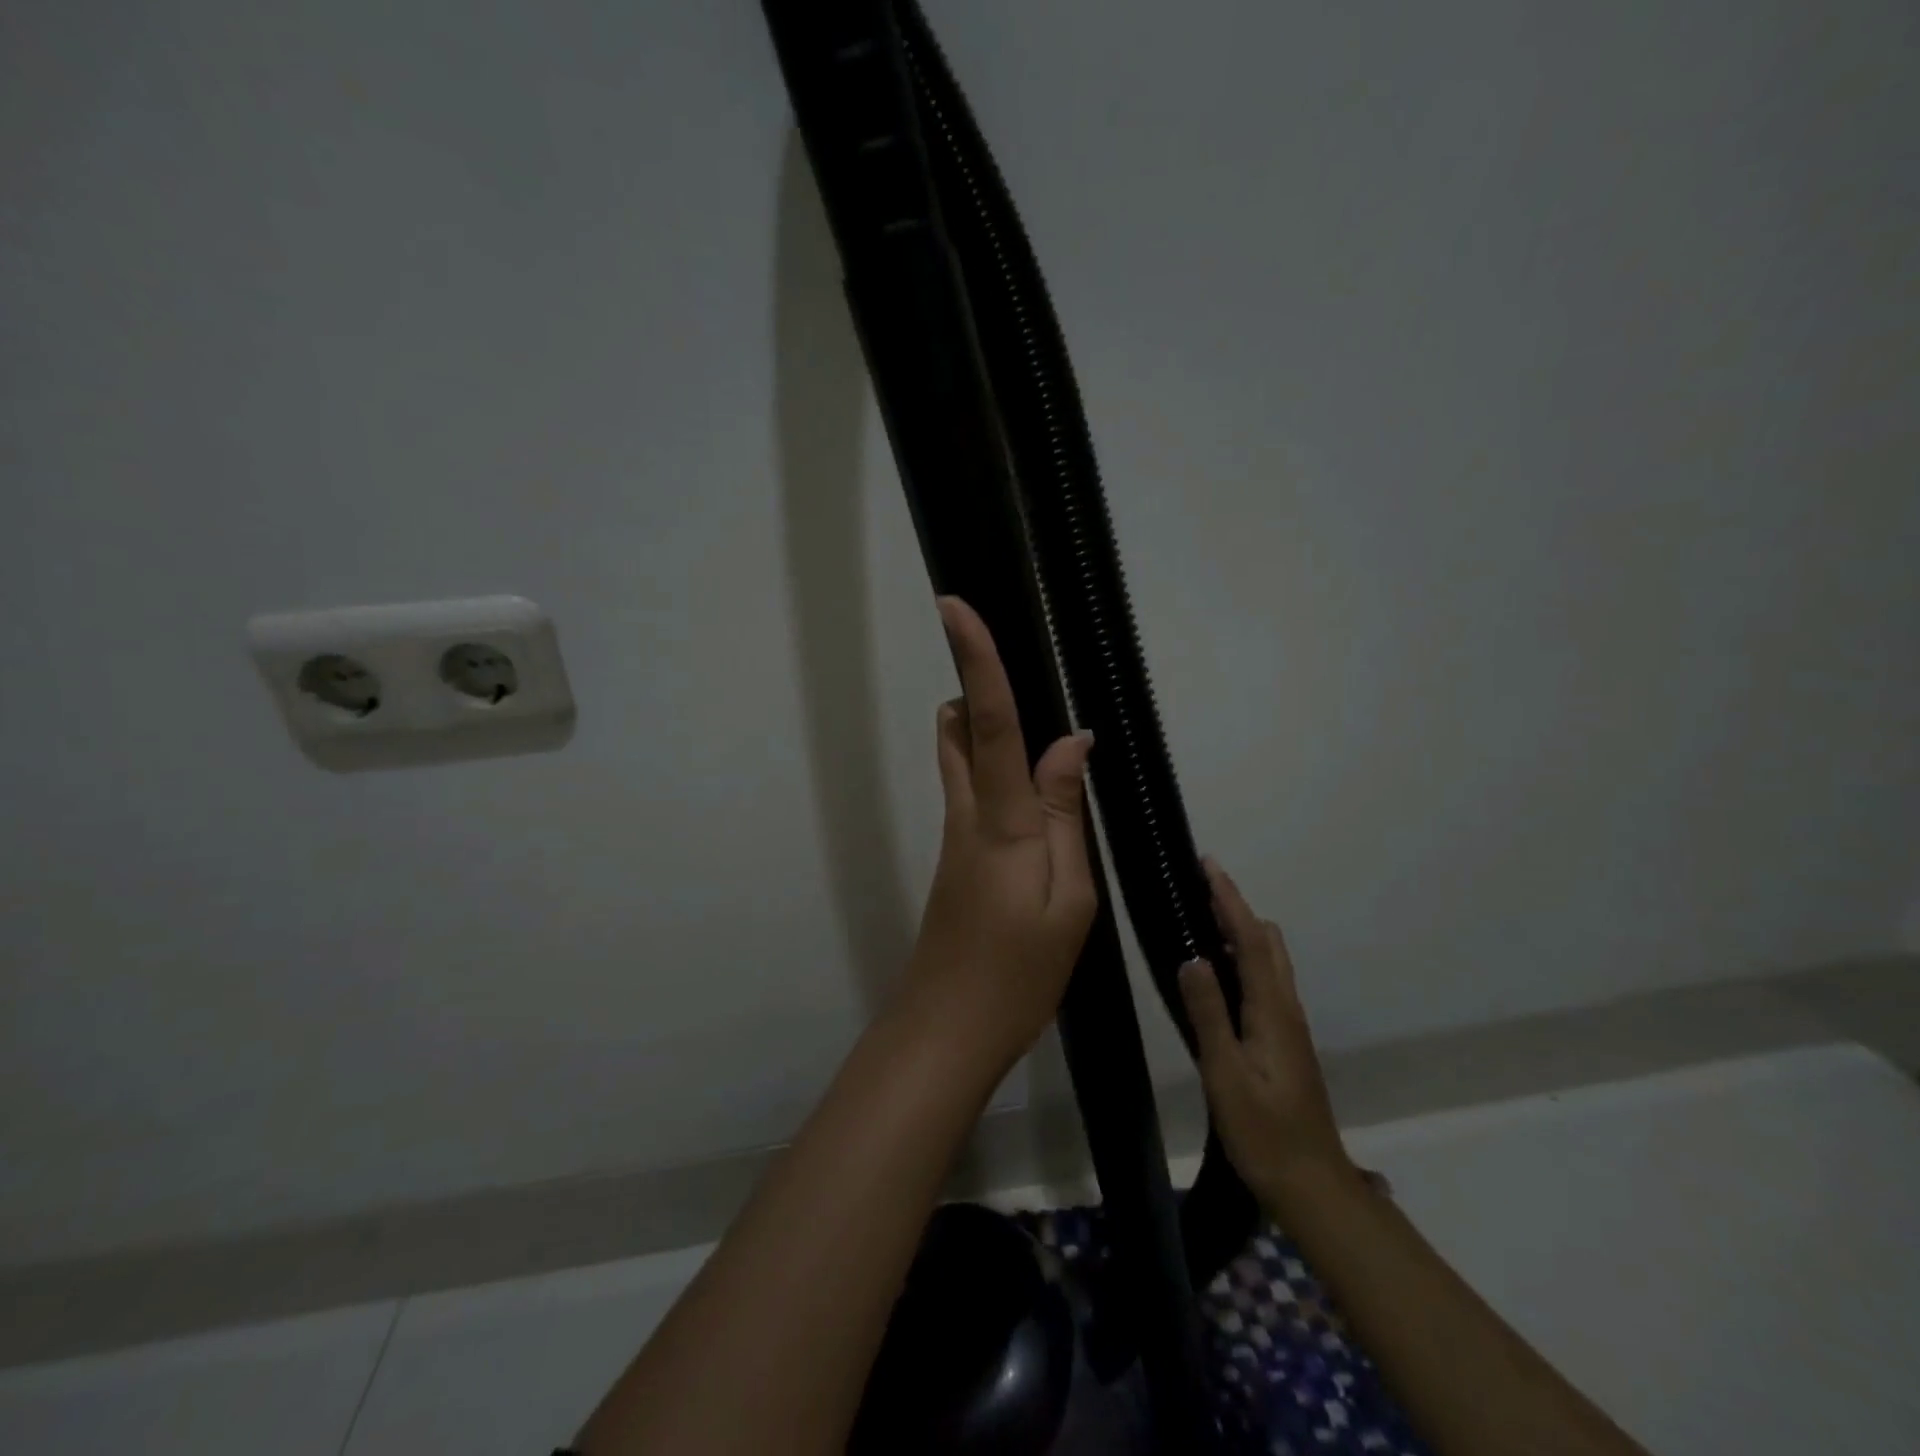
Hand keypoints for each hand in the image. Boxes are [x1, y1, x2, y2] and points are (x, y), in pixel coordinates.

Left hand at [894, 597, 1097, 1075]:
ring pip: (960, 759)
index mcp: (1001, 820)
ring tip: (1039, 729)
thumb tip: (1071, 743)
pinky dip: (995, 769)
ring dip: (982, 727)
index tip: (952, 606)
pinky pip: (972, 792)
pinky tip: (1037, 794)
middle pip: (959, 729)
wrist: (947, 1030)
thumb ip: (1066, 815)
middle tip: (1020, 668)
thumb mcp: (1068, 900)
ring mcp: (956, 837)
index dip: (976, 660)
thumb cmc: (1017, 973)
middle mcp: (969, 815)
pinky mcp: (956, 859)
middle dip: (975, 685)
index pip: (988, 721)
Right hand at [1179, 861, 1355, 1202]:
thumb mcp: (1226, 1074)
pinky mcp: (1285, 1041)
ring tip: (1208, 916)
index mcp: (1272, 1011)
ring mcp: (1289, 1026)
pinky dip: (1247, 955)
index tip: (1209, 865)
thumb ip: (1209, 1014)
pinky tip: (1224, 969)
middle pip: (1267, 942)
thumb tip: (1192, 957)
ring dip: (1244, 929)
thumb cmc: (1264, 1132)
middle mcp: (1286, 1009)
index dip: (1230, 899)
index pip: (1251, 940)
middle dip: (1237, 907)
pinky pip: (1266, 980)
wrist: (1312, 1185)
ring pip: (1271, 960)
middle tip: (1202, 884)